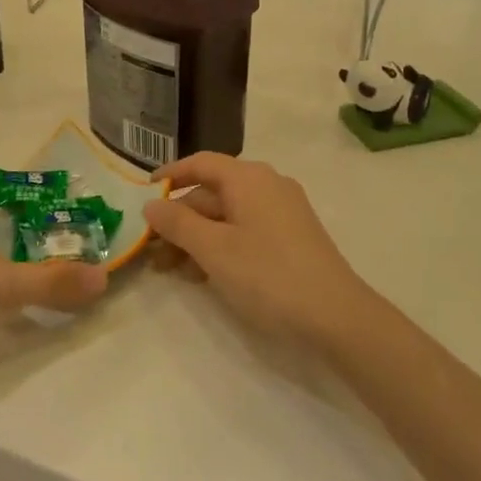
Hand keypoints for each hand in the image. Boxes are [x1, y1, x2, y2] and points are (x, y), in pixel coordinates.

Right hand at [142, 153, 376, 352]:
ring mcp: (283, 212)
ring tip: (170, 270)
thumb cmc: (268, 275)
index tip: (143, 192)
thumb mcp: (214, 249)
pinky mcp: (292, 238)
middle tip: (151, 250)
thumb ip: (178, 223)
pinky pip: (246, 231)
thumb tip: (151, 204)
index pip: (200, 163)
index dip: (170, 175)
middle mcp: (267, 186)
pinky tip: (203, 275)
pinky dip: (221, 246)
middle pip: (212, 193)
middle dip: (179, 220)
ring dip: (196, 238)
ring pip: (227, 216)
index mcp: (249, 178)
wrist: (336, 317)